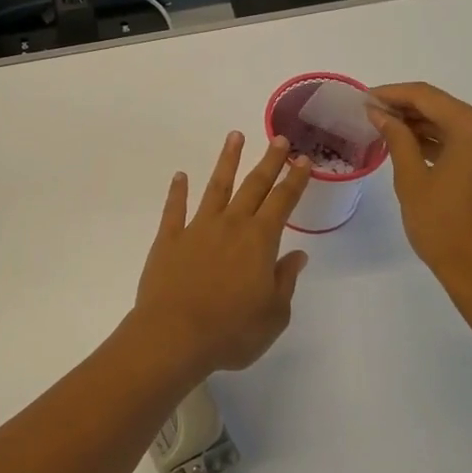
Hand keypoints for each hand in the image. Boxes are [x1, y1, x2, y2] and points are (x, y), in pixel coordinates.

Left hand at [131, 132, 312, 377]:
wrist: (174, 335)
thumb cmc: (232, 331)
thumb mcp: (273, 315)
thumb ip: (285, 281)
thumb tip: (297, 256)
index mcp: (259, 241)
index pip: (282, 202)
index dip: (294, 180)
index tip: (302, 160)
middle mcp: (230, 225)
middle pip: (253, 186)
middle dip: (268, 161)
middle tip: (278, 139)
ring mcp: (197, 229)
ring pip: (216, 187)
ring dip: (226, 161)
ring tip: (234, 136)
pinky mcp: (168, 239)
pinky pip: (174, 209)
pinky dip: (177, 191)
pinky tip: (180, 176)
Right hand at [369, 83, 471, 328]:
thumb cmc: (445, 228)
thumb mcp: (412, 180)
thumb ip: (396, 138)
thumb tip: (379, 112)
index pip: (427, 97)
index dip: (392, 94)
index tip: (363, 98)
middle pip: (444, 107)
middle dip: (406, 108)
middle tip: (370, 113)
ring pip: (455, 125)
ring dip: (422, 125)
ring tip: (384, 128)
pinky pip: (467, 143)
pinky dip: (440, 142)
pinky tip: (411, 146)